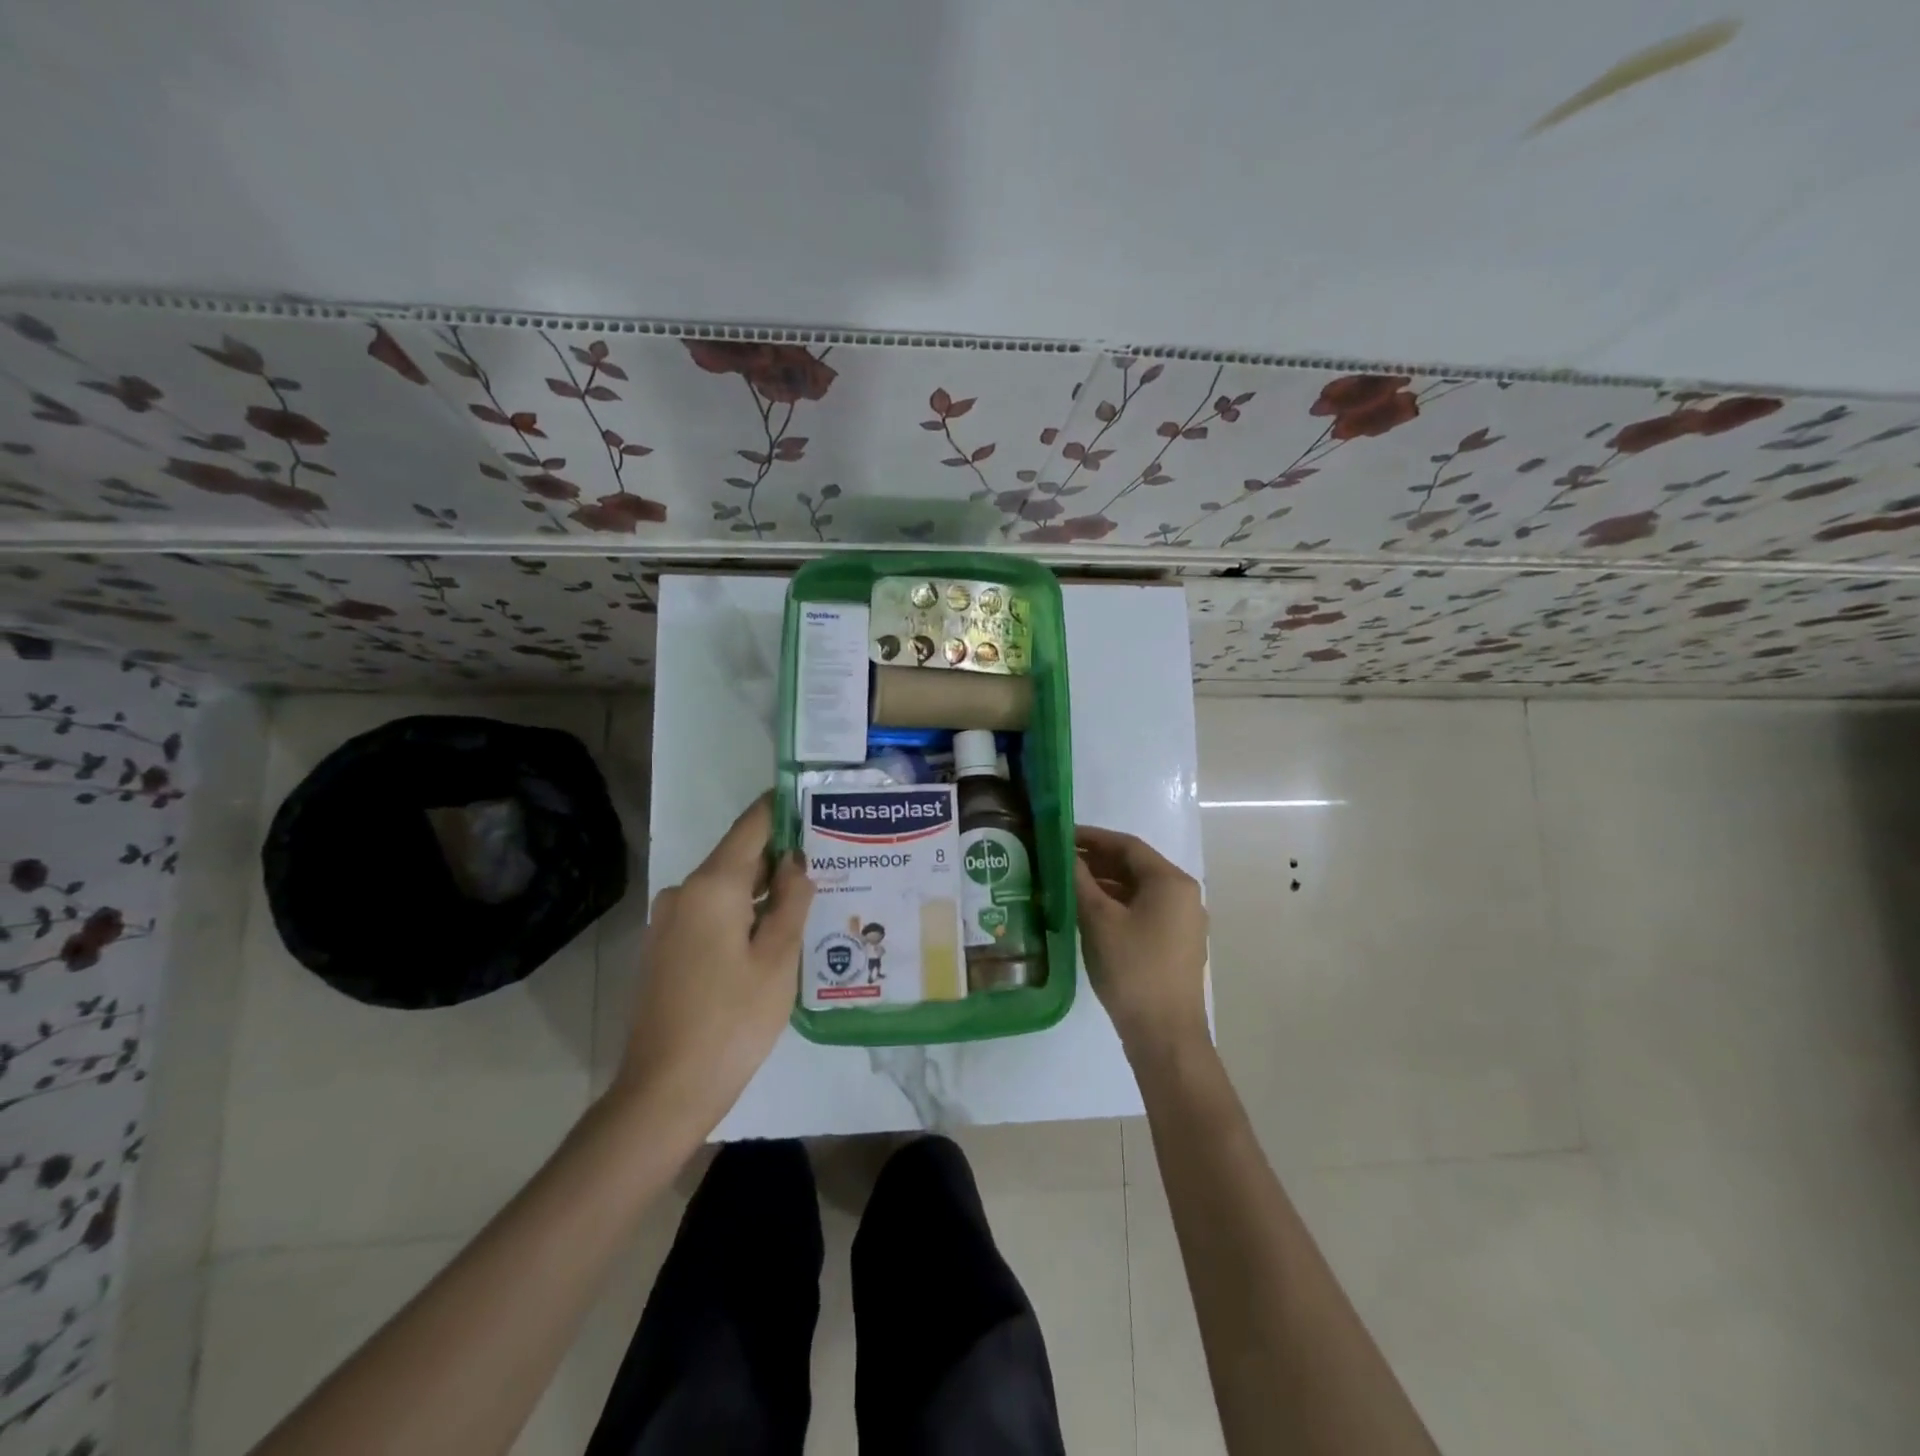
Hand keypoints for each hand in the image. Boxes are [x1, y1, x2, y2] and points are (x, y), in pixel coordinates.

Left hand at [612, 793, 813, 1140]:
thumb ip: (791, 900)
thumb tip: (796, 860)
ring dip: (761, 888)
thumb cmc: (732, 1020)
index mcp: (711, 886)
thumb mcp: (778, 958)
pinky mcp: (665, 948)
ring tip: (809, 894)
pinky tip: (772, 931)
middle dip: (779, 855)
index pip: (751, 826)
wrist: (664, 1091)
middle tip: (827, 855)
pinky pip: (710, 913)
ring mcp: (668, 922)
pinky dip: (741, 913)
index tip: (811, 797)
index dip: (780, 808)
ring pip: (725, 889)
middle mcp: (683, 892)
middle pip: (737, 857)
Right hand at [1074, 824, 1208, 1058]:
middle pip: (1134, 866)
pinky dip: (1116, 905)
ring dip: (1104, 884)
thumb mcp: (1099, 920)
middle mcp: (1183, 895)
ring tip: (1066, 884)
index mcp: (1171, 881)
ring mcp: (1182, 922)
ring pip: (1137, 890)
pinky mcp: (1175, 944)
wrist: (1164, 1035)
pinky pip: (1142, 911)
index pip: (1127, 846)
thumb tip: (1066, 855)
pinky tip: (1087, 913)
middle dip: (1096, 861)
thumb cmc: (1132, 969)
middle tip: (1059, 859)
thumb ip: (1080, 881)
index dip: (1092, 837)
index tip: (1061, 835)